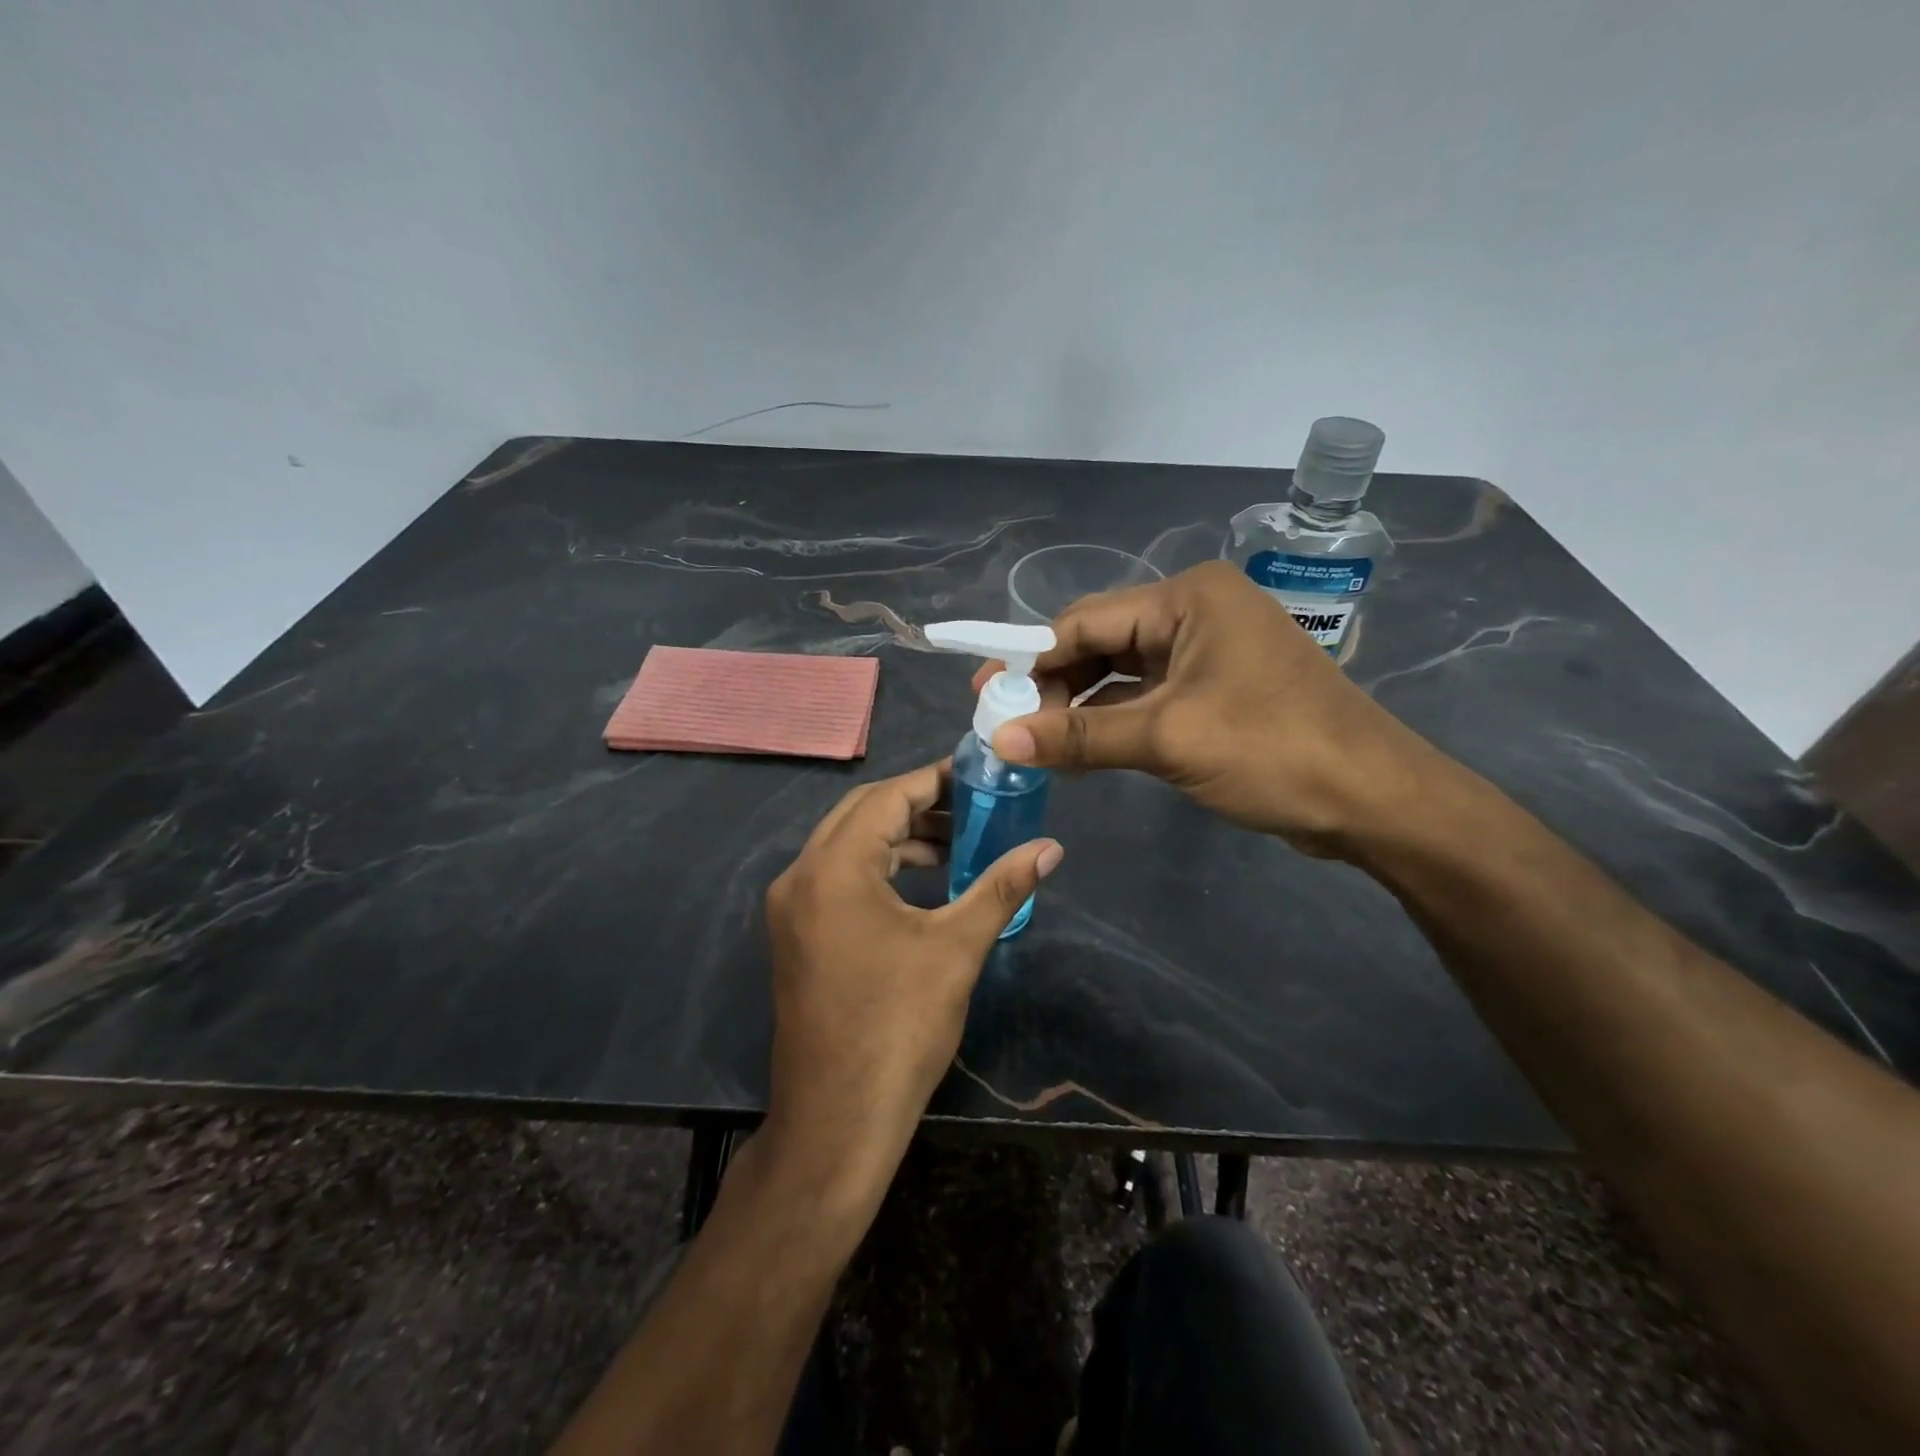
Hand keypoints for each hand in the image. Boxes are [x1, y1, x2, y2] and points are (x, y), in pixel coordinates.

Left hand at [760, 760, 1062, 1200]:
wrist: (838, 1118)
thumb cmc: (899, 1025)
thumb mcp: (957, 948)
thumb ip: (1002, 887)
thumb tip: (1050, 847)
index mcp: (834, 868)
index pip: (886, 798)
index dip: (933, 781)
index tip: (976, 776)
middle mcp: (801, 876)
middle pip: (861, 814)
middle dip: (916, 804)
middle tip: (970, 806)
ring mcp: (790, 908)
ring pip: (846, 846)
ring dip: (897, 838)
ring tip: (954, 845)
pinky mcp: (794, 935)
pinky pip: (836, 878)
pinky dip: (877, 869)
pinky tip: (920, 884)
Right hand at [973, 560, 1440, 856]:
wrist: (1373, 799)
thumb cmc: (1272, 750)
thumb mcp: (1167, 739)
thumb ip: (1080, 737)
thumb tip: (999, 739)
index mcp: (1187, 598)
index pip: (1086, 621)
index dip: (1029, 659)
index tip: (984, 695)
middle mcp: (1195, 613)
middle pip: (1101, 644)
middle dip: (1053, 687)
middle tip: (1007, 727)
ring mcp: (1207, 652)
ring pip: (1121, 674)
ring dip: (1080, 709)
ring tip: (1035, 745)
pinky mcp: (1215, 690)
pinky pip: (1146, 698)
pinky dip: (1112, 723)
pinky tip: (1079, 752)